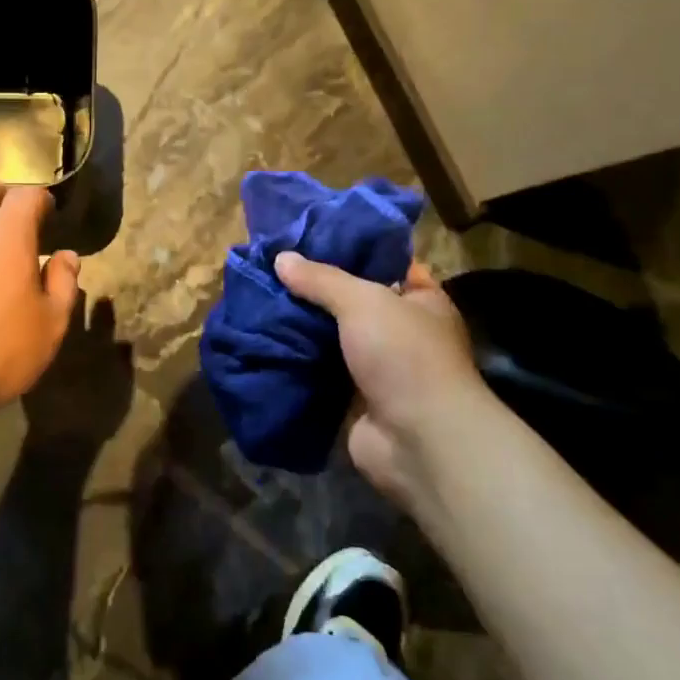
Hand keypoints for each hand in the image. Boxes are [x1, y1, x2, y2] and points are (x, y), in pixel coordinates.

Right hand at [273, 252, 493, 511]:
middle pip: (351, 303)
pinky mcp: (354, 399)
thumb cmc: (404, 356)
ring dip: (300, 328)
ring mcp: (378, 369)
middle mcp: (401, 333)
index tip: (306, 238)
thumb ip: (322, 279)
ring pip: (331, 338)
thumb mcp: (364, 301)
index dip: (350, 250)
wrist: (418, 441)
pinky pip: (319, 372)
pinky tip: (262, 343)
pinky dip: (296, 362)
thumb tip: (281, 258)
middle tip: (270, 270)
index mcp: (421, 302)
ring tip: (257, 302)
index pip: (385, 265)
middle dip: (314, 291)